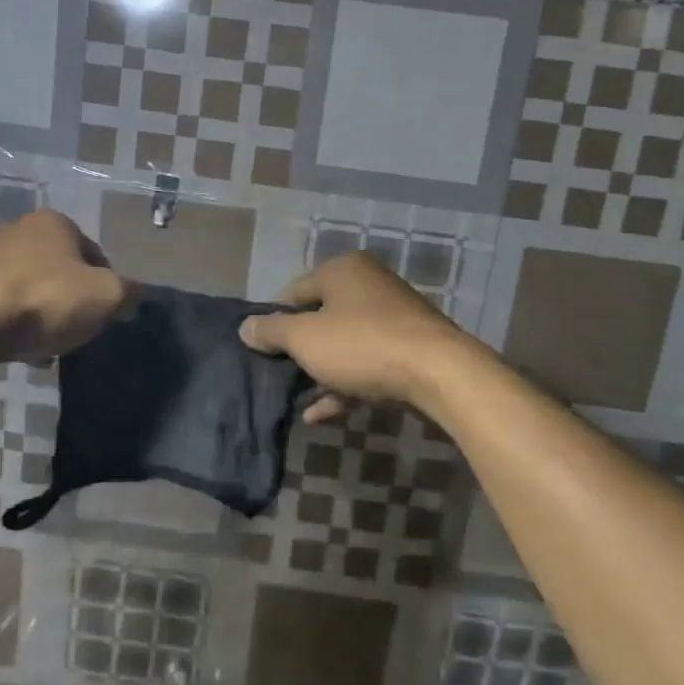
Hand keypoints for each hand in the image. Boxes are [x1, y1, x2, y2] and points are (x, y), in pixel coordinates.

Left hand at [0, 210, 132, 363]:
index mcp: (55, 222)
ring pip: (30, 287)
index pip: (94, 254)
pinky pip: (1, 304)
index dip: (104, 286)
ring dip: (41, 312)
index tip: (102, 314)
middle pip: (60, 270)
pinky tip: (20, 348)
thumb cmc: (48, 300)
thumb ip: (128, 292)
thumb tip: (131, 296)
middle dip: (70, 298)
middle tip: (76, 329)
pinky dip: (14, 322)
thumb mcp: (108, 297)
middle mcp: (18, 228)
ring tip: (47, 345)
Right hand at [239, 252, 474, 422]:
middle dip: (298, 350)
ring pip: (343, 344)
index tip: (259, 350)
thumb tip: (245, 327)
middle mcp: (368, 285)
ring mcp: (392, 317)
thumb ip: (271, 331)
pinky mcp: (408, 348)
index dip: (273, 321)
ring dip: (319, 372)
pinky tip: (321, 414)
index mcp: (342, 270)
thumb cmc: (361, 344)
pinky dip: (343, 385)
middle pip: (320, 317)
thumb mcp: (305, 338)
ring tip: (296, 398)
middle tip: (276, 375)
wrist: (438, 372)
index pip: (293, 292)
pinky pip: (365, 364)